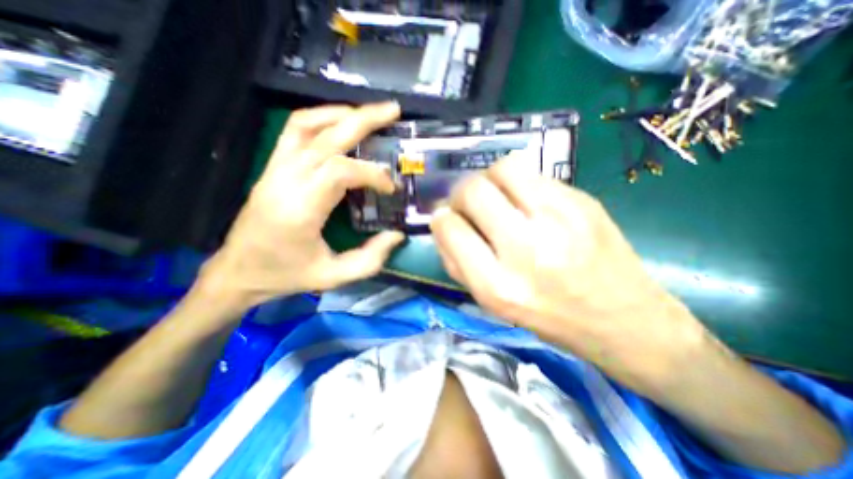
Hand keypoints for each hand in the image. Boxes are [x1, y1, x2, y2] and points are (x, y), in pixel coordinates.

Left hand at [199, 101, 404, 309]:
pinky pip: (295, 130)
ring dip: (342, 114)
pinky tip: (340, 121)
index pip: (340, 171)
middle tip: (393, 111)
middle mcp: (285, 180)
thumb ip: (370, 259)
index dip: (372, 174)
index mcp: (300, 209)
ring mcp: (275, 169)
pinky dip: (320, 118)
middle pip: (327, 136)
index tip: (390, 187)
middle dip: (364, 120)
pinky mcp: (273, 167)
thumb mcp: (333, 277)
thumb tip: (397, 235)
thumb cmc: (287, 276)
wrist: (238, 272)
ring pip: (308, 124)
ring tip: (371, 114)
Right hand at [433, 155, 707, 391]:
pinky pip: (533, 173)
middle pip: (473, 191)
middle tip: (466, 203)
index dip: (441, 218)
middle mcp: (526, 249)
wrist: (625, 320)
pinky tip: (525, 199)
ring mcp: (559, 219)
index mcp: (498, 286)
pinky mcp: (583, 201)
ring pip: (503, 168)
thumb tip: (442, 224)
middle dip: (459, 193)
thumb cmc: (549, 318)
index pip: (450, 229)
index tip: (444, 217)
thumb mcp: (493, 305)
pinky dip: (517, 182)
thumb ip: (458, 264)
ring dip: (488, 179)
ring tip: (494, 195)